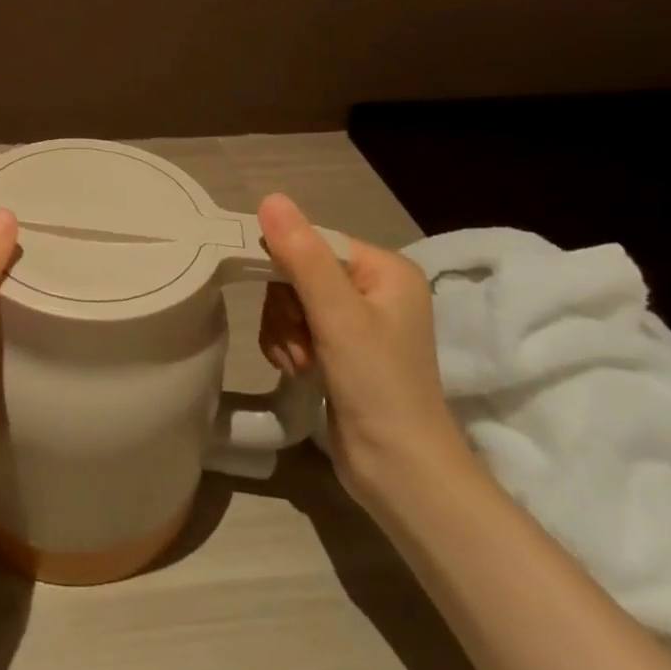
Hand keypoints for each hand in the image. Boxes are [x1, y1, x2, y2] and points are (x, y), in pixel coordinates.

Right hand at [255, 194, 465, 507]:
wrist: (400, 472)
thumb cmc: (378, 386)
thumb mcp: (337, 315)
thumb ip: (302, 255)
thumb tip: (270, 198)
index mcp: (386, 269)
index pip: (315, 242)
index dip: (286, 266)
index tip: (281, 301)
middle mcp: (374, 289)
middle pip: (298, 272)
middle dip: (286, 308)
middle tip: (299, 342)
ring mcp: (357, 323)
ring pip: (290, 301)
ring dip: (283, 331)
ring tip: (299, 364)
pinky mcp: (340, 352)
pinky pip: (294, 327)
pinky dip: (286, 346)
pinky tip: (296, 371)